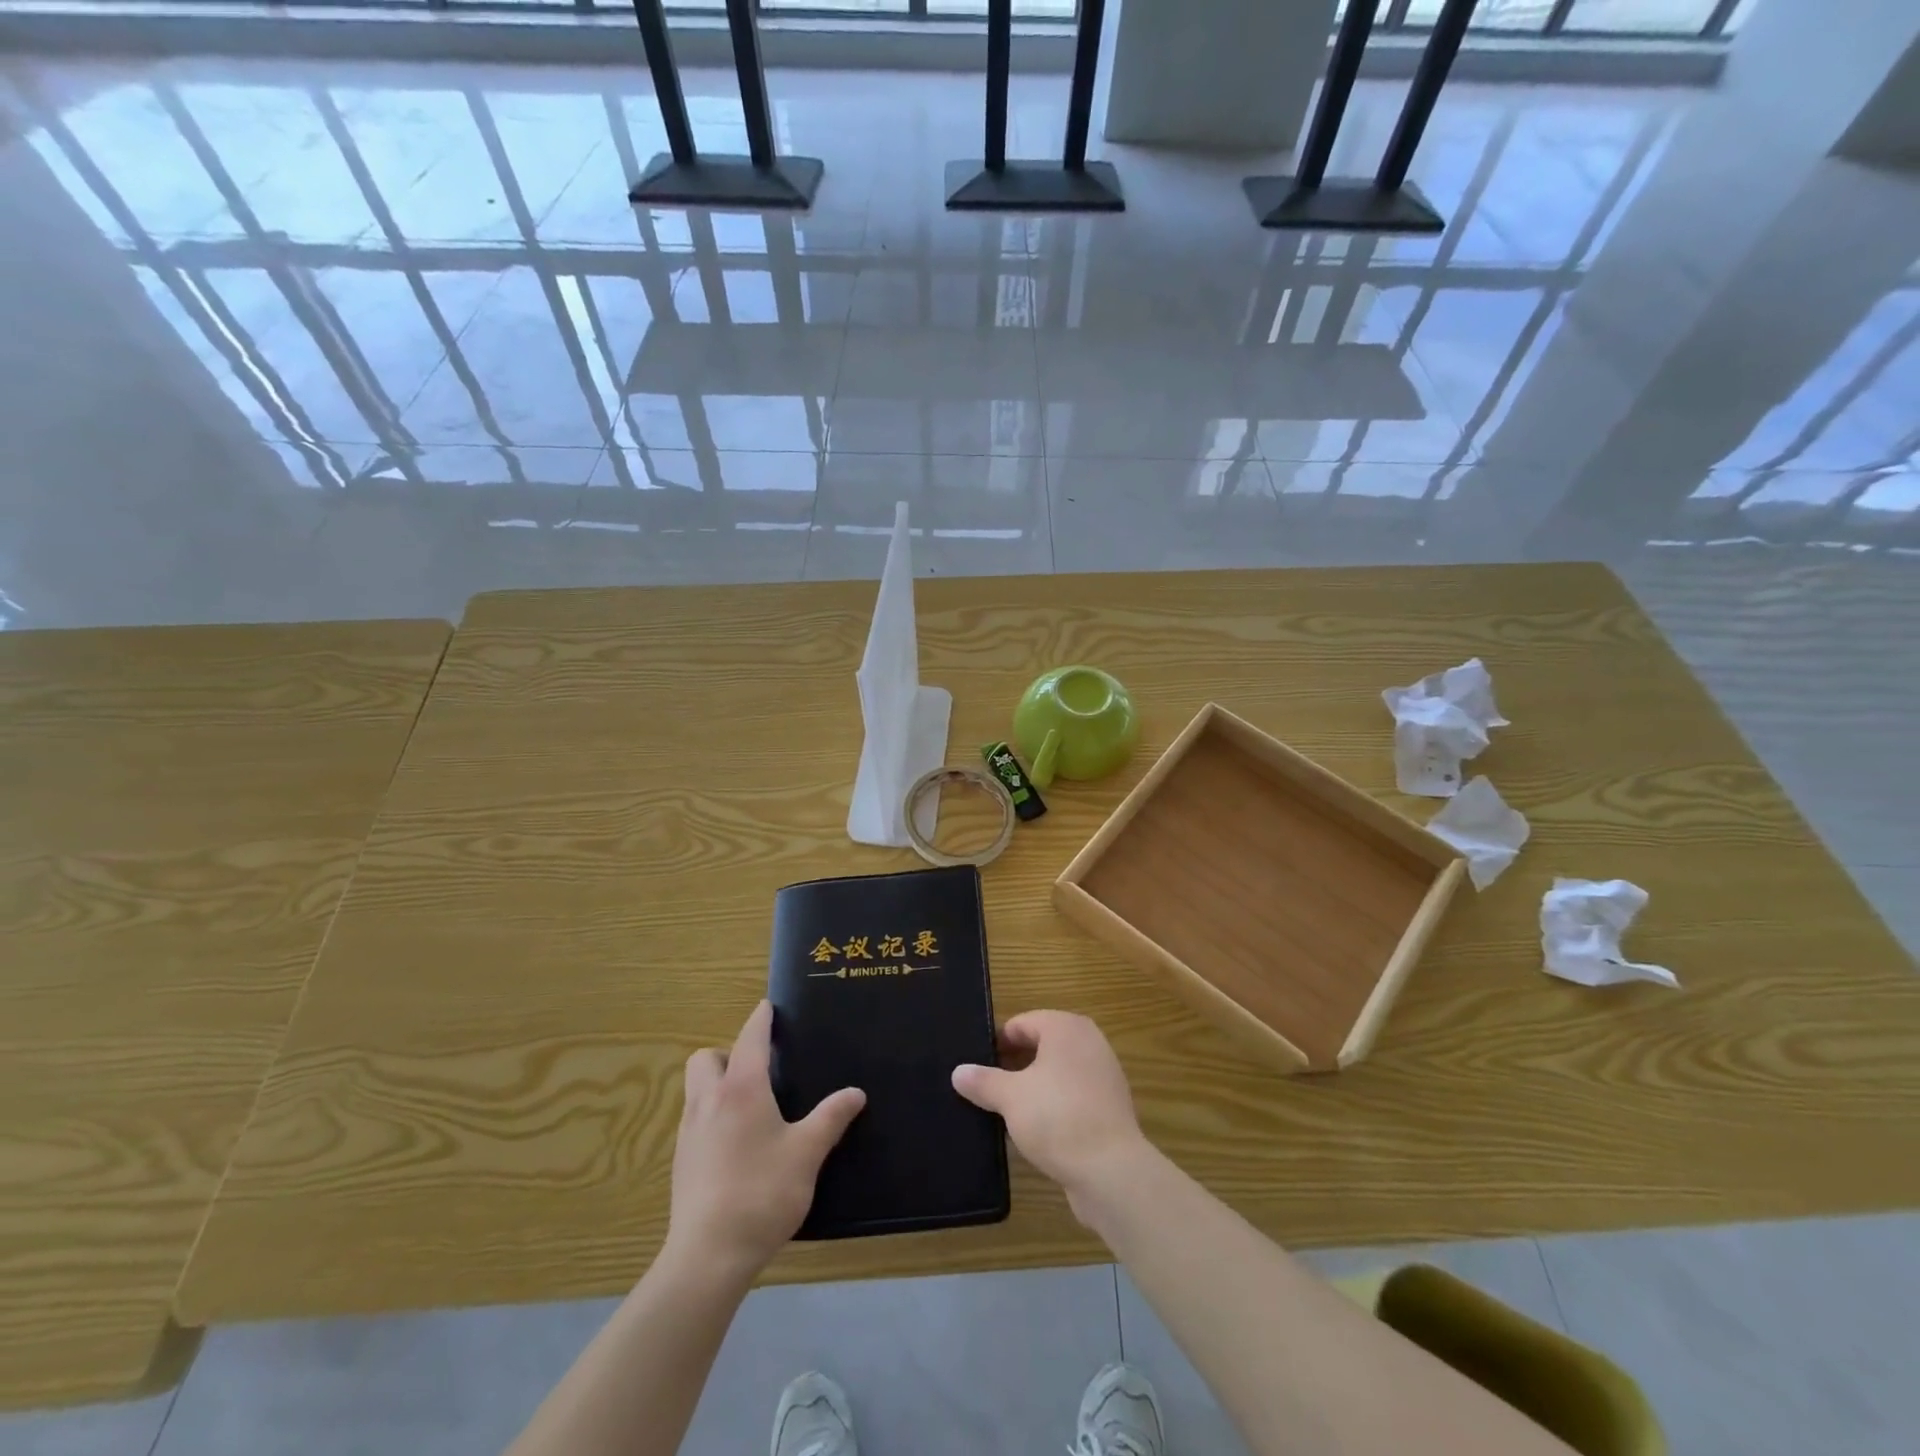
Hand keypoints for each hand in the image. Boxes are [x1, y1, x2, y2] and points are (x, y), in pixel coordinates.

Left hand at [664, 1000, 865, 1281]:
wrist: (708, 1256)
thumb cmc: (762, 1192)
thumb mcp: (807, 1153)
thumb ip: (831, 1118)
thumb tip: (856, 1092)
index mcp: (741, 1089)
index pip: (749, 1039)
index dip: (760, 1020)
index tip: (768, 1007)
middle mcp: (708, 1101)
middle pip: (706, 1058)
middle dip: (727, 1053)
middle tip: (757, 1070)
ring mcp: (689, 1132)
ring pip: (695, 1089)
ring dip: (716, 1083)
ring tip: (748, 1106)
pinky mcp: (680, 1162)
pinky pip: (693, 1120)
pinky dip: (711, 1115)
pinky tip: (734, 1144)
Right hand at [951, 1011, 1147, 1219]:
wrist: (1111, 1171)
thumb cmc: (1057, 1118)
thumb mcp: (1010, 1097)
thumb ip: (983, 1081)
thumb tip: (958, 1072)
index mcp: (1066, 1028)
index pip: (1022, 1023)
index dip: (997, 1043)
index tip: (976, 1066)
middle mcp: (1088, 1042)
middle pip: (1041, 1045)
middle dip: (1013, 1064)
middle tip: (985, 1087)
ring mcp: (1103, 1075)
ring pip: (1056, 1072)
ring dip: (1032, 1086)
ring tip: (1004, 1109)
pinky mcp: (1109, 1107)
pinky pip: (1072, 1096)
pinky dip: (1052, 1105)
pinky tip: (1033, 1129)